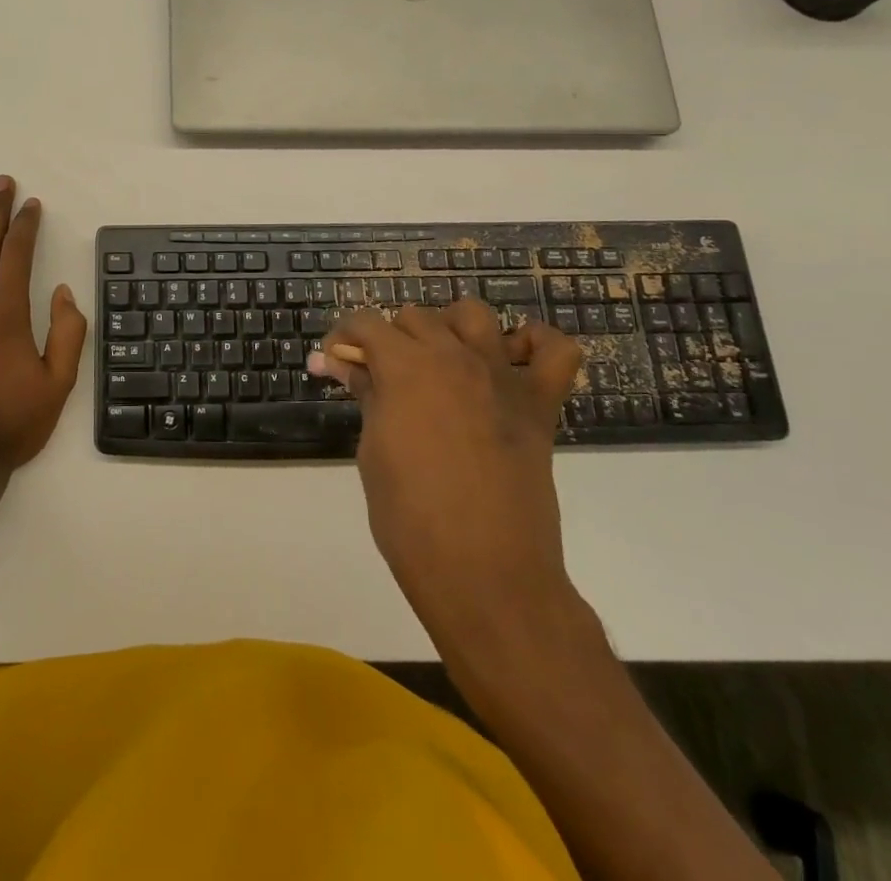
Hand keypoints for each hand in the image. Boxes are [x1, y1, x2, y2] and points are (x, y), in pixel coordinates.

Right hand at [315, 302, 582, 630]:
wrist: (484, 575)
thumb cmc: (410, 518)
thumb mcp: (372, 450)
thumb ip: (364, 394)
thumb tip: (338, 362)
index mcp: (405, 367)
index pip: (365, 323)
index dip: (343, 338)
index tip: (335, 362)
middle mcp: (454, 356)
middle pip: (415, 317)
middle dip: (389, 339)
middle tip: (379, 379)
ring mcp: (502, 376)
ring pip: (472, 315)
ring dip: (449, 328)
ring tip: (439, 361)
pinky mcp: (539, 404)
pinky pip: (555, 350)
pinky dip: (533, 344)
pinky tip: (509, 362)